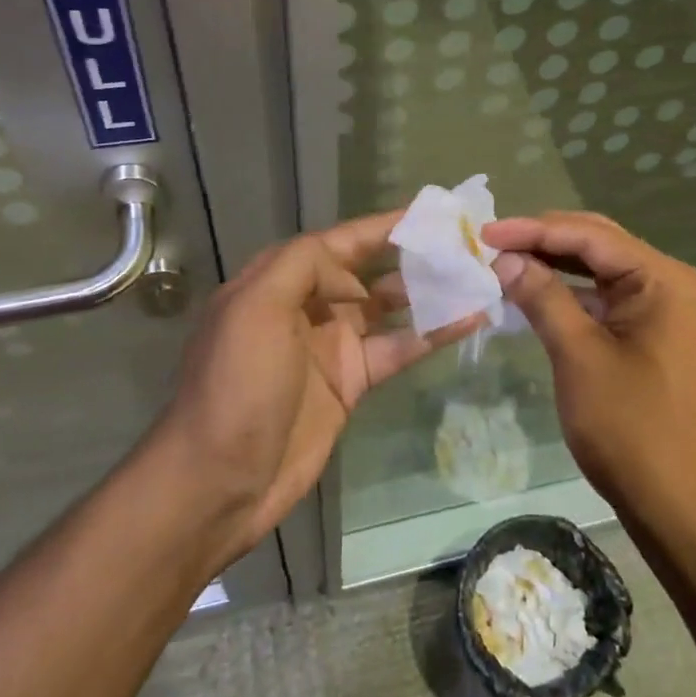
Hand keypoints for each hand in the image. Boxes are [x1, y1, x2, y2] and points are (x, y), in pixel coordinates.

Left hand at [157, 211, 483, 563]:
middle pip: (368, 270)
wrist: (220, 479)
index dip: (382, 227)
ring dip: (427, 292)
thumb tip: (354, 275)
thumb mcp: (255, 307)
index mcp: (278, 281)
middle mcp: (307, 306)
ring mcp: (331, 345)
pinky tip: (468, 320)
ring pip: (388, 308)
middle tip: (463, 245)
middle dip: (411, 255)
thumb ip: (304, 265)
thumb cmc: (237, 384)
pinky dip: (432, 335)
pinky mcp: (351, 382)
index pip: (339, 242)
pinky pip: (397, 349)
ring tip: (475, 276)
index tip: (430, 216)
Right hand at [483, 212, 695, 523]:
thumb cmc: (631, 427)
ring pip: (597, 269)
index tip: (484, 231)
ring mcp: (660, 309)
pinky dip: (567, 293)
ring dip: (552, 263)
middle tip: (490, 241)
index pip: (590, 236)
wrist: (677, 504)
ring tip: (503, 259)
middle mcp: (667, 283)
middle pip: (596, 244)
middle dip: (542, 240)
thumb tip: (505, 257)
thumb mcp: (579, 356)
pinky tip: (531, 291)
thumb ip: (543, 297)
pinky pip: (602, 298)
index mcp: (663, 279)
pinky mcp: (648, 334)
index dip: (534, 230)